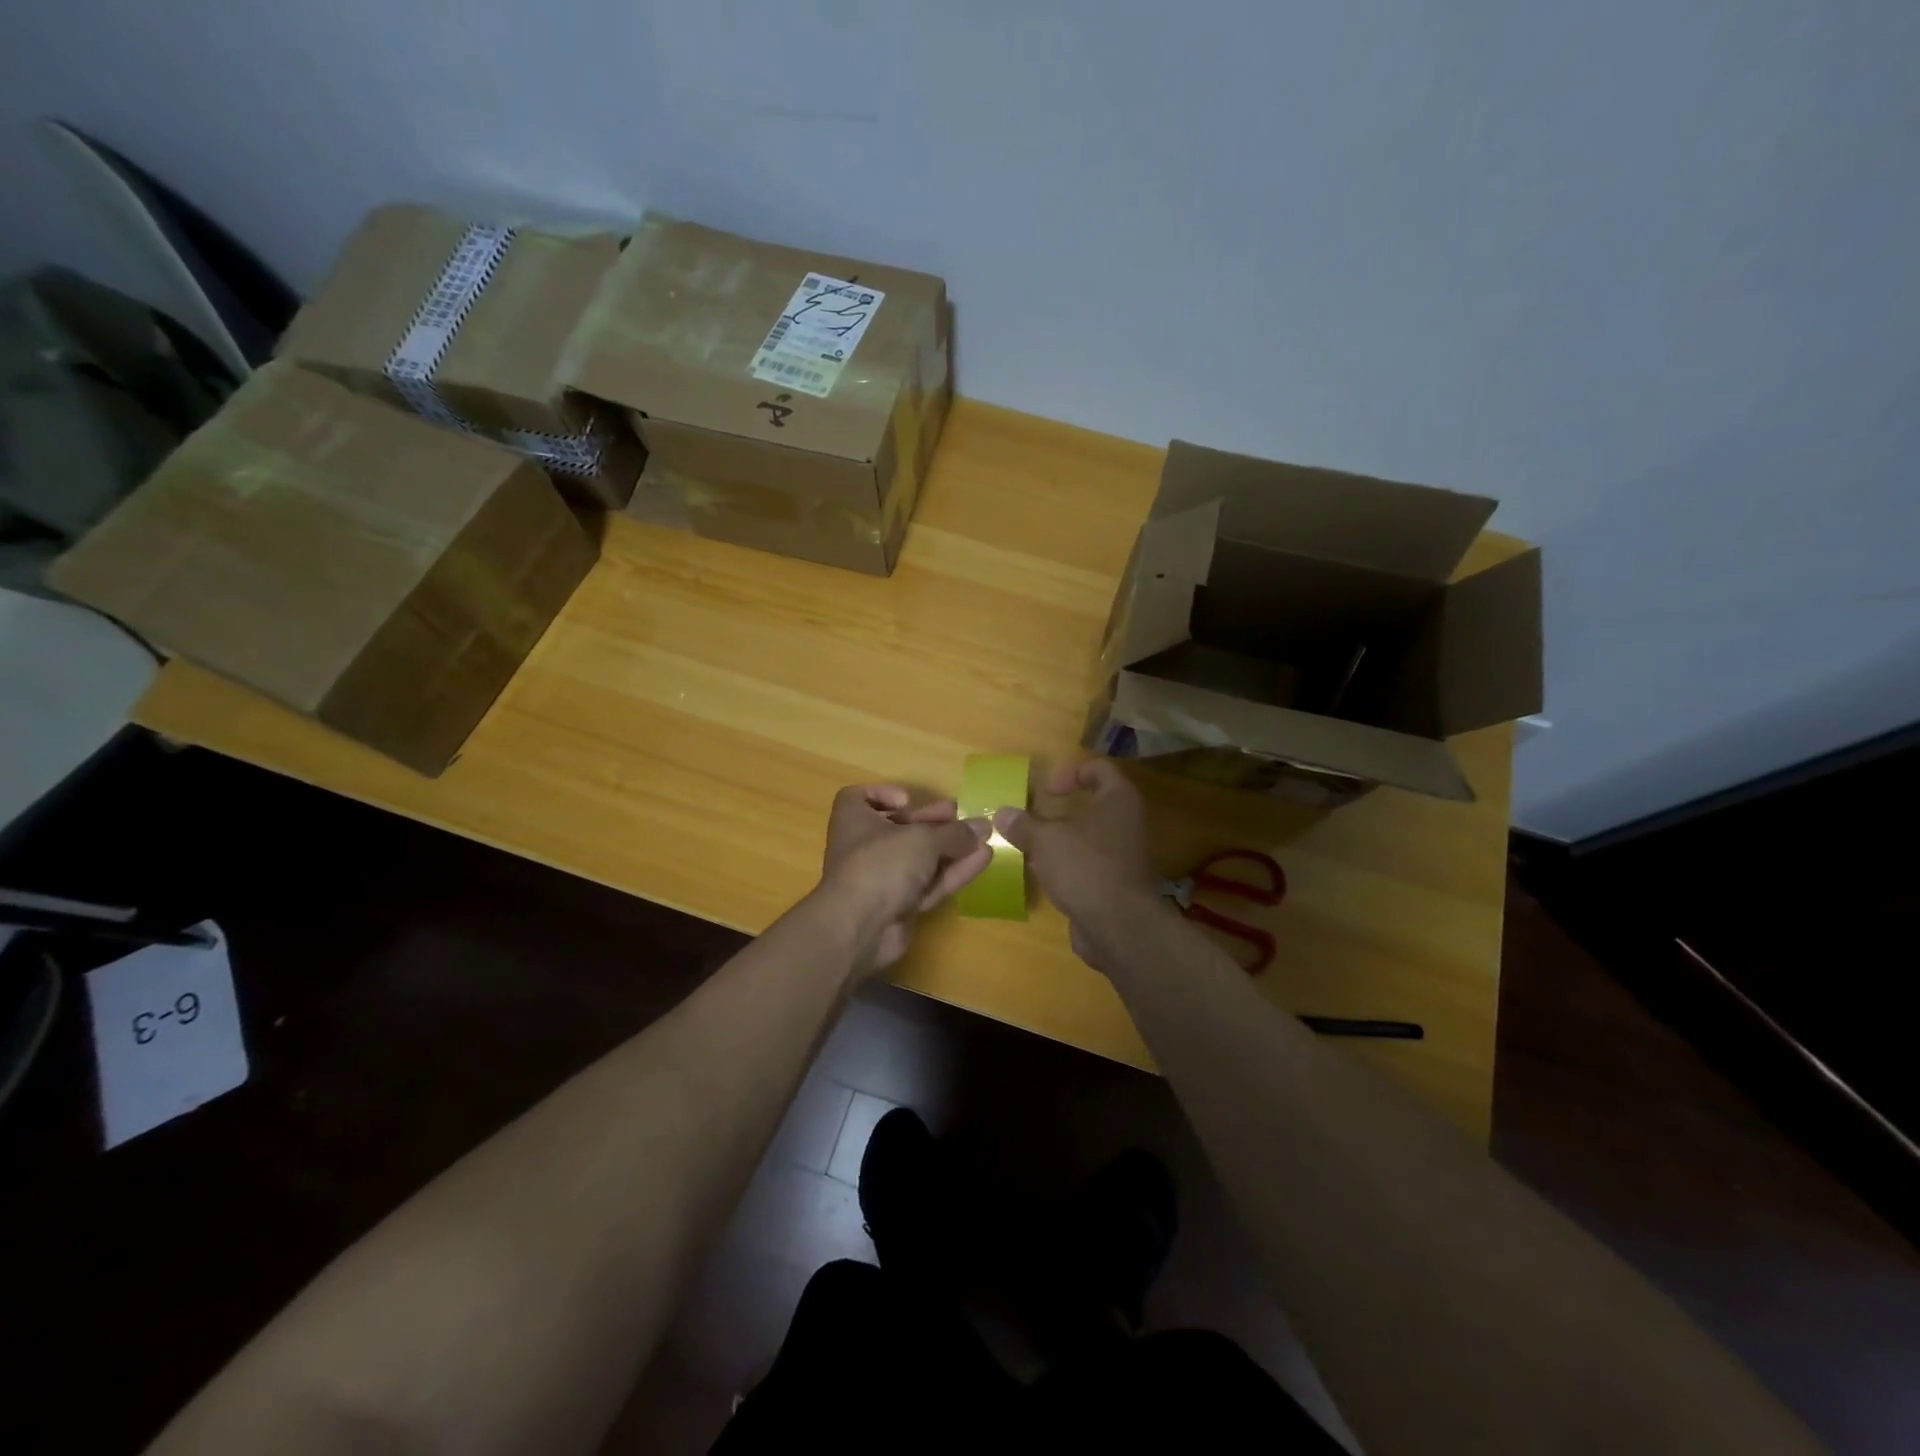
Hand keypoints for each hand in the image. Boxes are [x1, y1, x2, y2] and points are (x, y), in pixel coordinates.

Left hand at [818, 785, 991, 974]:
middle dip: (931, 822)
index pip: (859, 798)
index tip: (909, 801)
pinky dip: (952, 871)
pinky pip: (927, 883)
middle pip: (899, 828)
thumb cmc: (881, 864)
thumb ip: (954, 833)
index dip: (884, 795)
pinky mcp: (898, 905)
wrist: (860, 927)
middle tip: (959, 815)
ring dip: (949, 848)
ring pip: (918, 859)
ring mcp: (881, 879)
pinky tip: (982, 859)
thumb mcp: (923, 839)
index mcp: (854, 819)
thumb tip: (982, 826)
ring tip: (983, 836)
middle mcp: (863, 847)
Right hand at [992, 759, 1162, 975]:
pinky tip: (1044, 874)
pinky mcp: (1118, 883)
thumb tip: (1002, 813)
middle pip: (1095, 804)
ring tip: (1033, 847)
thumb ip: (1023, 824)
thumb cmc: (1085, 867)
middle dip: (1062, 810)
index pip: (1100, 769)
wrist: (1119, 925)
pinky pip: (1091, 863)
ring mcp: (1126, 854)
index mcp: (1118, 799)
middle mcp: (1128, 822)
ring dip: (1063, 839)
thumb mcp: (1045, 840)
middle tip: (1035, 817)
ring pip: (1091, 836)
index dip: (1072, 773)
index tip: (1047, 790)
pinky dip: (1069, 864)